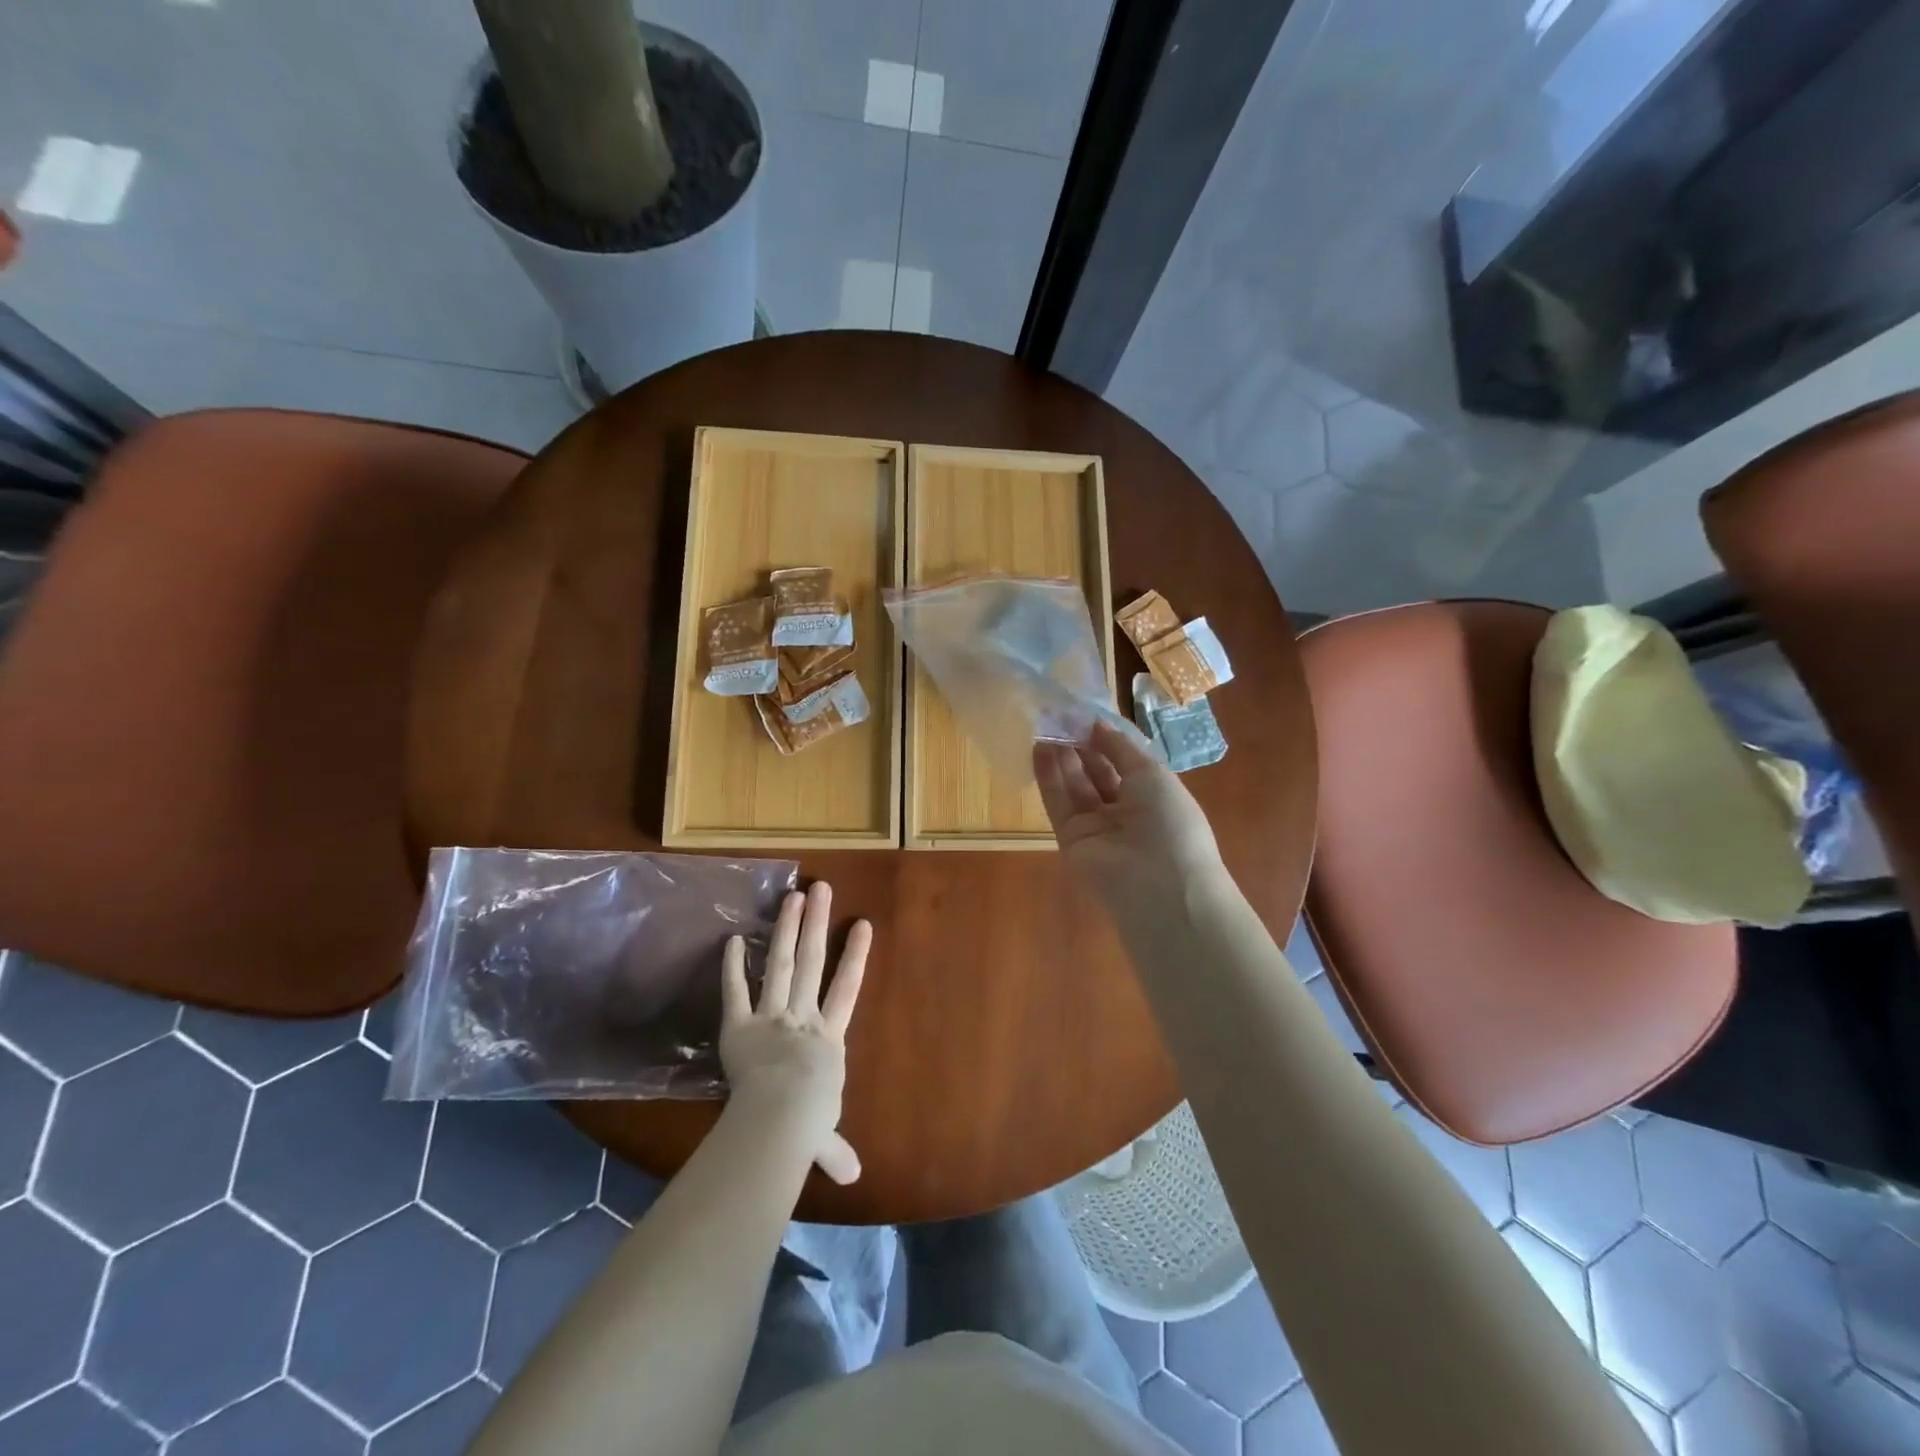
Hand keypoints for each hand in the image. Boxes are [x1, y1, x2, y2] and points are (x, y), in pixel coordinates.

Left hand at [720, 881, 870, 1184]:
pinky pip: (736, 991)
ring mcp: (771, 1016)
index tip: (863, 925)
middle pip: (813, 963)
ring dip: (787, 929)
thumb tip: (854, 1176)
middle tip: (821, 888)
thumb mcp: (825, 1136)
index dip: (856, 957)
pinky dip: (734, 966)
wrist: (780, 1117)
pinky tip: (734, 938)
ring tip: (793, 896)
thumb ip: (834, 1149)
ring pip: (782, 964)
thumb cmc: (809, 1122)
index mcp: (828, 1038)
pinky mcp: (739, 1025)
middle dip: (818, 924)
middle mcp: (802, 1017)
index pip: (846, 990)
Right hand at [1034, 720, 1222, 907]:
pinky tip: (1038, 749)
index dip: (1105, 738)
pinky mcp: (1070, 839)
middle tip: (1058, 715)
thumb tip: (1097, 725)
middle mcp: (1124, 811)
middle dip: (1079, 744)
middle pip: (1096, 772)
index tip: (1084, 714)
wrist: (1160, 885)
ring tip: (1044, 724)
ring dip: (1061, 756)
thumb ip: (1121, 748)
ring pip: (1074, 785)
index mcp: (1153, 796)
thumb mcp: (1153, 774)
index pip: (1123, 762)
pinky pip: (1058, 803)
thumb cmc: (1170, 822)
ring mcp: (1096, 827)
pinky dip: (1048, 776)